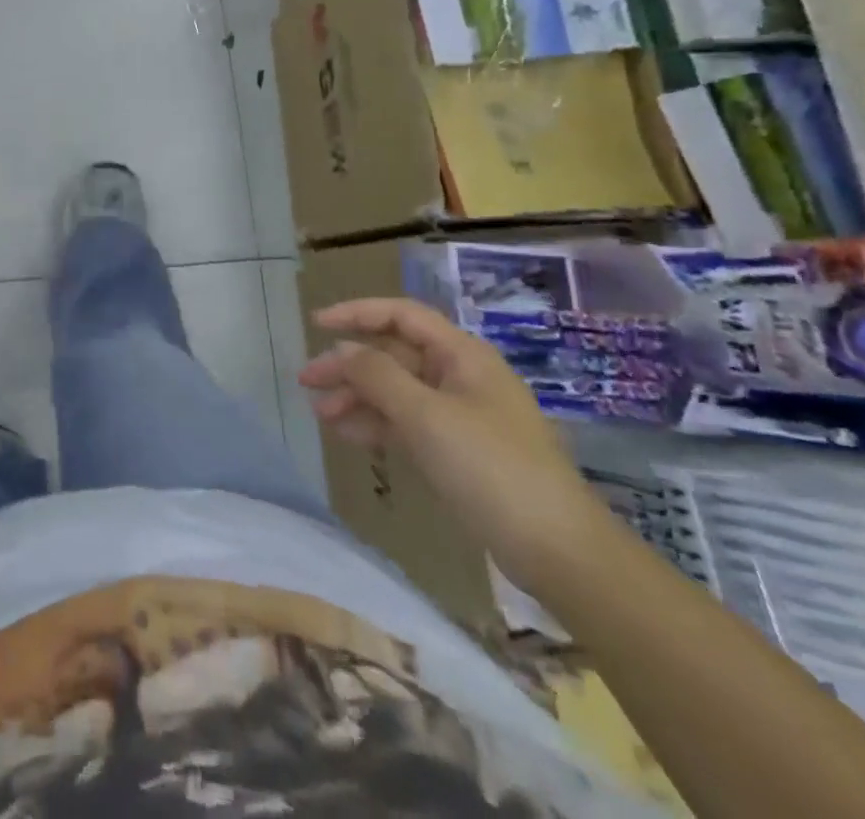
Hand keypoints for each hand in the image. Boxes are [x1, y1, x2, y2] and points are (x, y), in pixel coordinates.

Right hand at [299, 298, 610, 595]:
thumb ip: (377, 376)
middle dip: (349, 365)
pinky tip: (348, 435)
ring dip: (357, 397)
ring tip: (320, 414)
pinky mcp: (457, 451)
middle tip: (306, 381)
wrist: (557, 550)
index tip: (316, 324)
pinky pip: (406, 424)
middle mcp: (460, 377)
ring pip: (396, 391)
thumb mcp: (426, 415)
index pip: (401, 316)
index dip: (357, 313)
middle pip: (393, 355)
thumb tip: (342, 350)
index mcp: (462, 355)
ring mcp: (460, 416)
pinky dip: (376, 425)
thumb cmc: (490, 467)